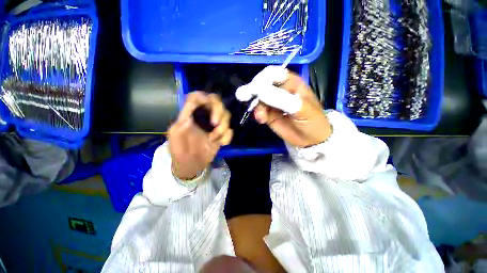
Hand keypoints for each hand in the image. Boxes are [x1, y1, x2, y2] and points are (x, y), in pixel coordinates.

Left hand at [168, 92, 232, 179]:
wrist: (190, 164)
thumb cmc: (179, 150)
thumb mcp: (174, 138)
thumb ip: (180, 126)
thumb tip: (188, 117)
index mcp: (191, 114)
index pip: (196, 97)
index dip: (203, 96)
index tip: (207, 104)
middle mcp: (204, 116)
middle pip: (217, 103)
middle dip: (218, 112)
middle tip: (214, 124)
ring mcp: (214, 126)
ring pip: (226, 116)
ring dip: (222, 128)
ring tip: (213, 139)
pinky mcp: (221, 135)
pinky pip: (230, 131)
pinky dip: (227, 137)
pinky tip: (220, 144)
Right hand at [236, 67, 331, 147]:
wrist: (310, 140)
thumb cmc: (312, 121)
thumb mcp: (302, 109)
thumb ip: (282, 100)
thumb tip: (260, 92)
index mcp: (291, 82)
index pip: (273, 74)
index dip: (262, 79)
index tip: (255, 89)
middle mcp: (280, 90)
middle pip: (262, 84)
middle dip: (253, 91)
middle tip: (244, 97)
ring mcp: (272, 102)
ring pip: (258, 98)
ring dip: (256, 106)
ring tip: (261, 117)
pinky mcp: (268, 114)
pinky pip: (258, 110)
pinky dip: (257, 114)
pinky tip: (261, 120)